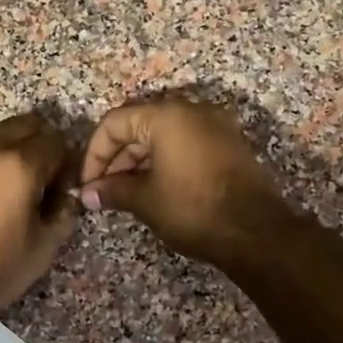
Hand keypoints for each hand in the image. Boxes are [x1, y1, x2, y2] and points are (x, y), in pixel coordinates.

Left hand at [0, 112, 79, 320]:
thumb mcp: (43, 249)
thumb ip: (63, 214)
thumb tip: (64, 197)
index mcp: (18, 164)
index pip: (56, 141)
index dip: (66, 163)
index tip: (61, 189)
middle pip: (23, 125)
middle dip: (39, 146)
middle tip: (39, 181)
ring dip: (7, 153)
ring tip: (5, 192)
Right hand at [78, 97, 287, 264]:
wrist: (255, 231)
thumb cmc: (193, 210)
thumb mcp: (145, 201)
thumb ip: (113, 191)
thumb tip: (87, 195)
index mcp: (166, 116)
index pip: (114, 123)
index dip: (94, 154)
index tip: (87, 184)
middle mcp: (191, 110)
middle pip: (139, 125)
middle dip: (116, 159)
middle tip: (103, 191)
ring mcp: (214, 125)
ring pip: (163, 135)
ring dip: (138, 161)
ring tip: (124, 194)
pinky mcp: (228, 144)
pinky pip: (185, 143)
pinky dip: (164, 161)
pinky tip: (154, 189)